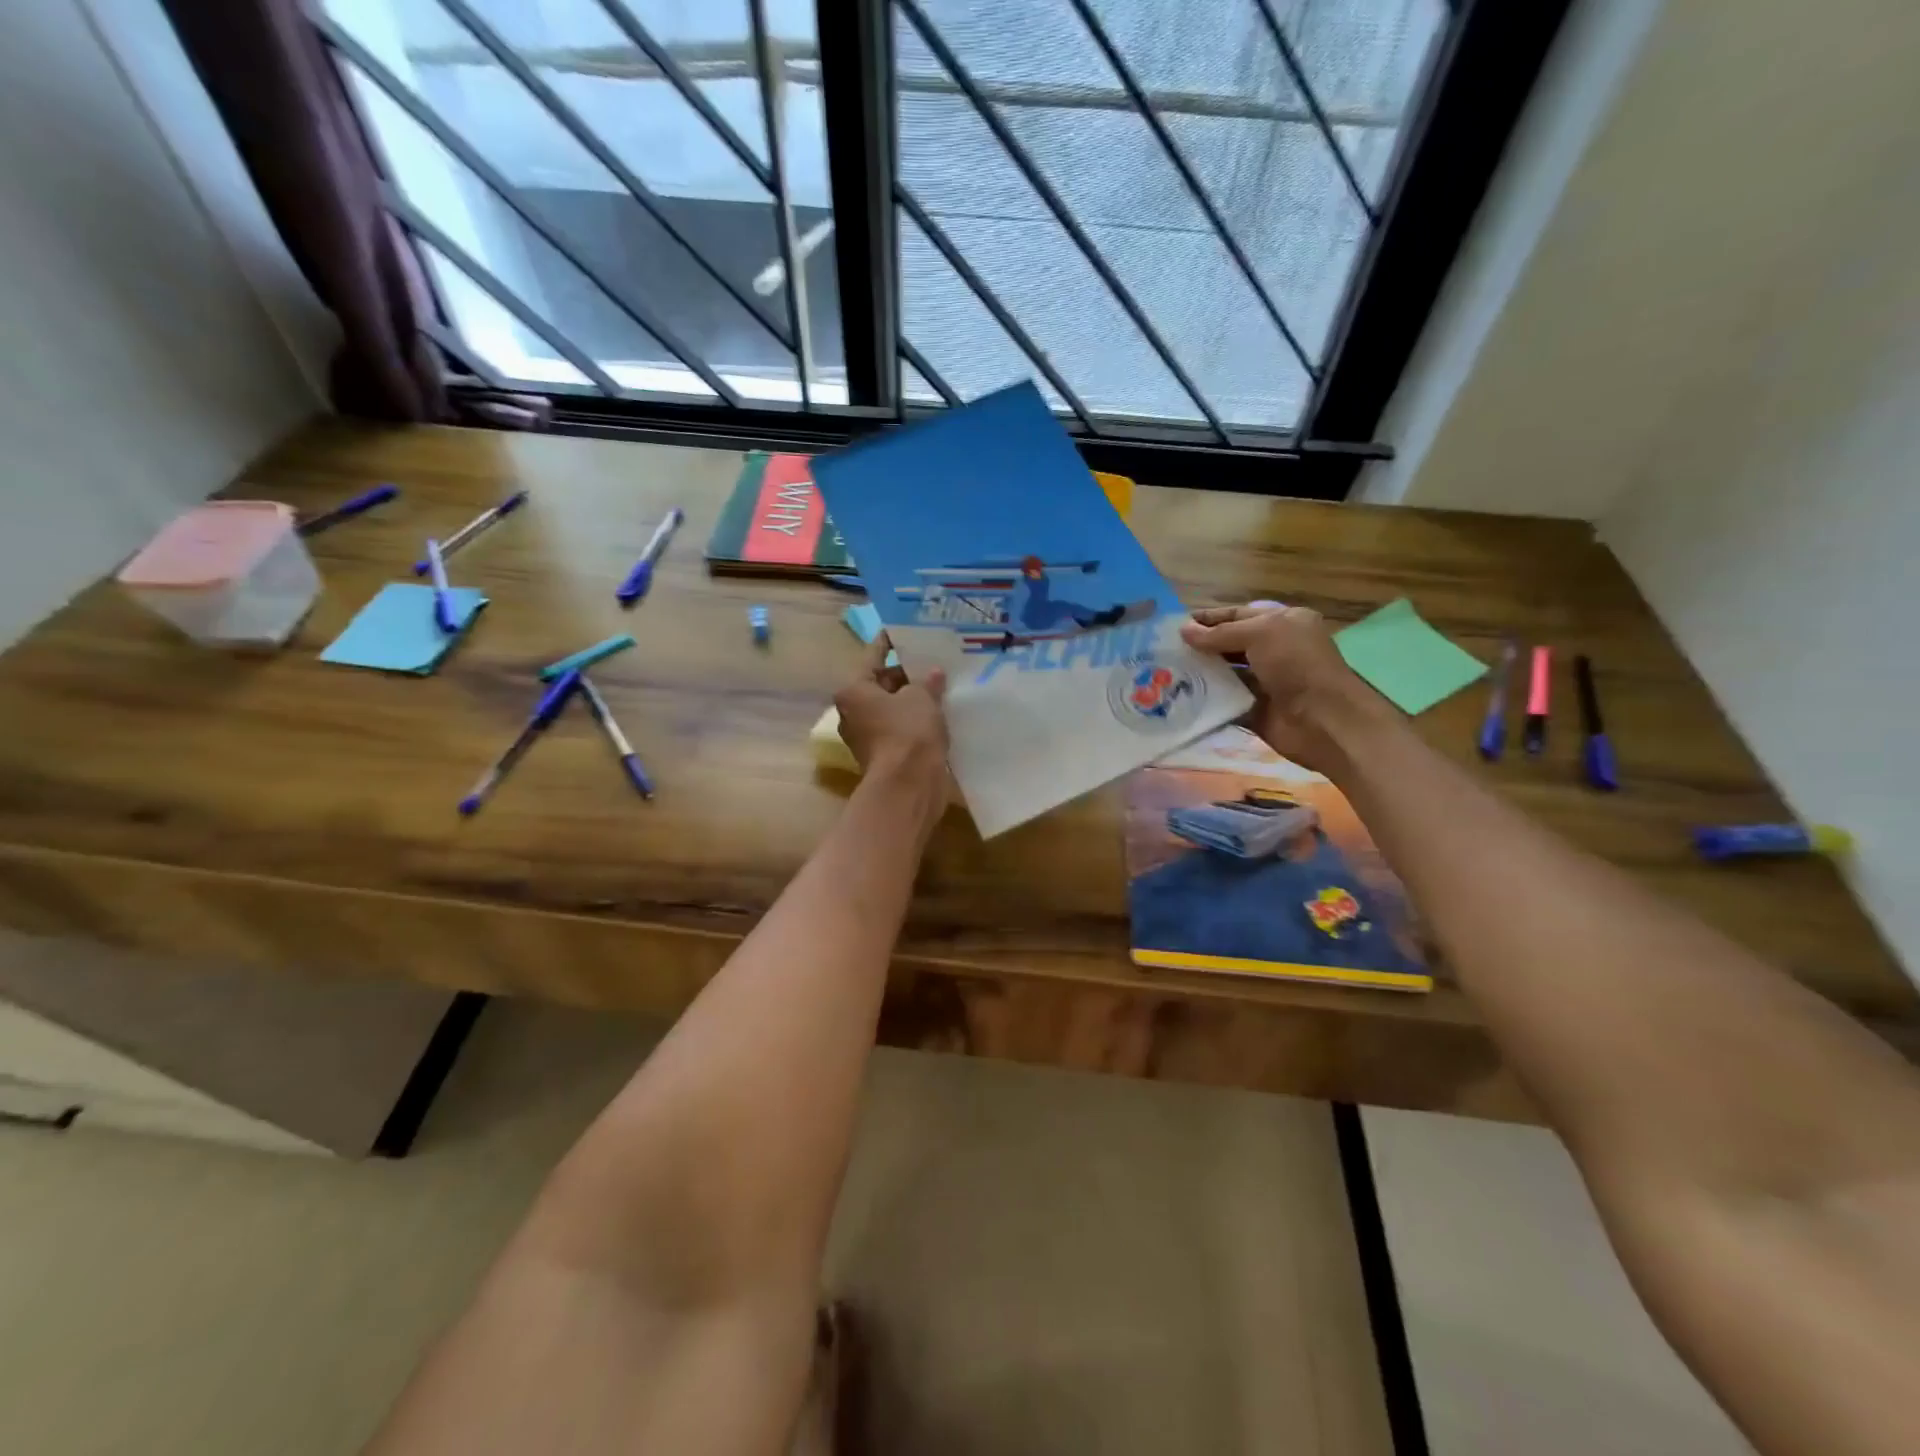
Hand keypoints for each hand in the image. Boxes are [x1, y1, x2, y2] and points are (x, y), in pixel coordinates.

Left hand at [833, 635, 948, 780]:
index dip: (889, 642)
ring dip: (912, 699)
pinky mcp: (882, 755)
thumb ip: (926, 681)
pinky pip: (898, 728)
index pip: (873, 656)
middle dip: (906, 674)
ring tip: (939, 686)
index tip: (900, 629)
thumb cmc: (908, 732)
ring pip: (891, 708)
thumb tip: (933, 673)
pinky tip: (937, 713)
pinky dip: (914, 720)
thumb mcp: (921, 697)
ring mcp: (865, 736)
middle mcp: (852, 712)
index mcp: (853, 690)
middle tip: (931, 661)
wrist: (908, 785)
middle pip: (880, 684)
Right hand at [1180, 605, 1395, 772]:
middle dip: (1199, 646)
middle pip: (1228, 644)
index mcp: (1282, 624)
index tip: (1175, 625)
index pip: (1237, 615)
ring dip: (1198, 673)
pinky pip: (1224, 702)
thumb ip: (1220, 633)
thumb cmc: (1297, 665)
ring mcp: (1264, 682)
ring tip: (1163, 673)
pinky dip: (1204, 700)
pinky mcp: (1254, 710)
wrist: (1323, 720)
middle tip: (1162, 650)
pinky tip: (1178, 698)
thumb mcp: (1261, 634)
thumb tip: (1183, 631)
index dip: (1208, 619)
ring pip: (1224, 673)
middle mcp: (1273, 650)